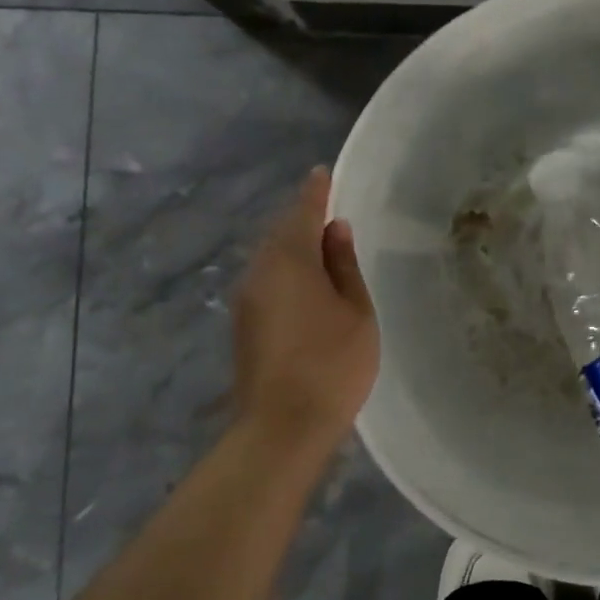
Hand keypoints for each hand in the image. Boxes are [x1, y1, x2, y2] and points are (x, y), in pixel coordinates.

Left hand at [232, 166, 377, 446]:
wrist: (282, 427)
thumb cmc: (332, 364)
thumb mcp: (356, 310)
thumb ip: (344, 265)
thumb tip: (334, 230)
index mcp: (289, 260)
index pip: (302, 212)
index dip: (315, 191)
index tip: (323, 172)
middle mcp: (259, 272)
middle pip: (281, 233)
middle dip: (303, 219)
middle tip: (330, 209)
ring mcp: (246, 299)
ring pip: (272, 258)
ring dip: (295, 247)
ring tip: (324, 245)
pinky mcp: (244, 325)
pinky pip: (268, 280)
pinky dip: (288, 271)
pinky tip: (307, 283)